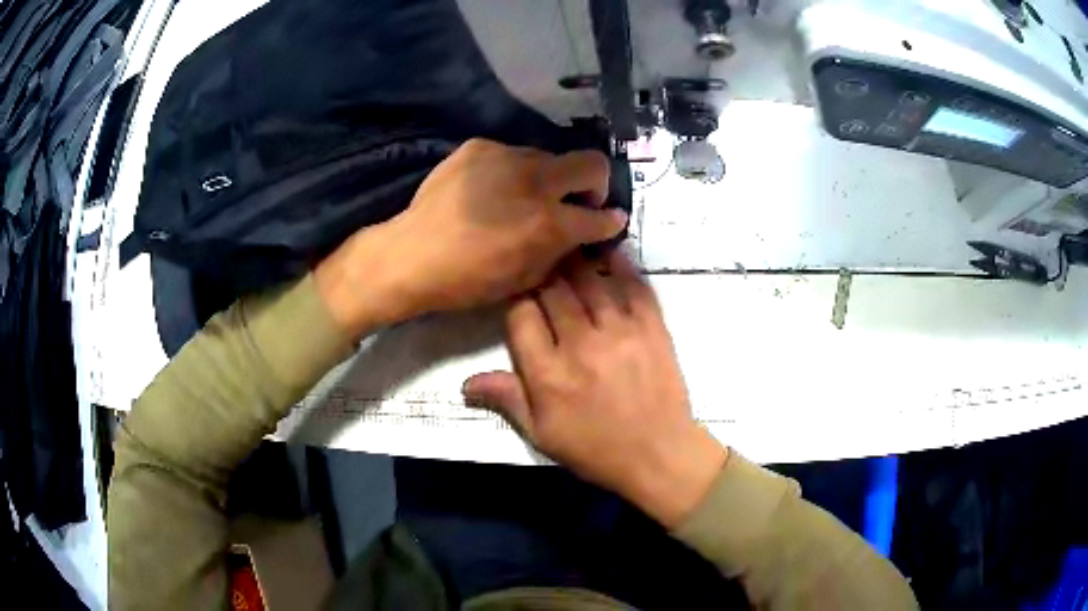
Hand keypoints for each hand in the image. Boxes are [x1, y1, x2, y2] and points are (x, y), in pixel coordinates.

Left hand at [315, 139, 626, 336]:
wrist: (411, 254)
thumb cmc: (468, 279)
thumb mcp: (526, 278)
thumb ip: (561, 251)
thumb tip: (580, 234)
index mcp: (551, 223)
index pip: (602, 215)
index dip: (611, 221)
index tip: (610, 221)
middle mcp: (537, 181)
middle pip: (591, 162)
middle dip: (595, 182)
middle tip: (576, 200)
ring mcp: (507, 157)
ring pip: (548, 157)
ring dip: (547, 178)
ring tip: (521, 196)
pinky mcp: (479, 147)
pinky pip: (511, 154)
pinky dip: (511, 172)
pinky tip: (489, 190)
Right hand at [463, 251, 726, 527]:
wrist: (658, 454)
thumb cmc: (595, 449)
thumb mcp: (542, 434)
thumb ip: (508, 400)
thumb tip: (466, 383)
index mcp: (548, 373)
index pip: (521, 315)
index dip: (515, 297)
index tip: (517, 292)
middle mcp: (580, 343)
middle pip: (553, 290)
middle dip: (541, 272)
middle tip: (538, 261)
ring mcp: (619, 331)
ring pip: (589, 280)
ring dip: (573, 260)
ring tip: (565, 243)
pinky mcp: (652, 327)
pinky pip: (633, 285)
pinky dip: (620, 264)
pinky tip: (608, 249)